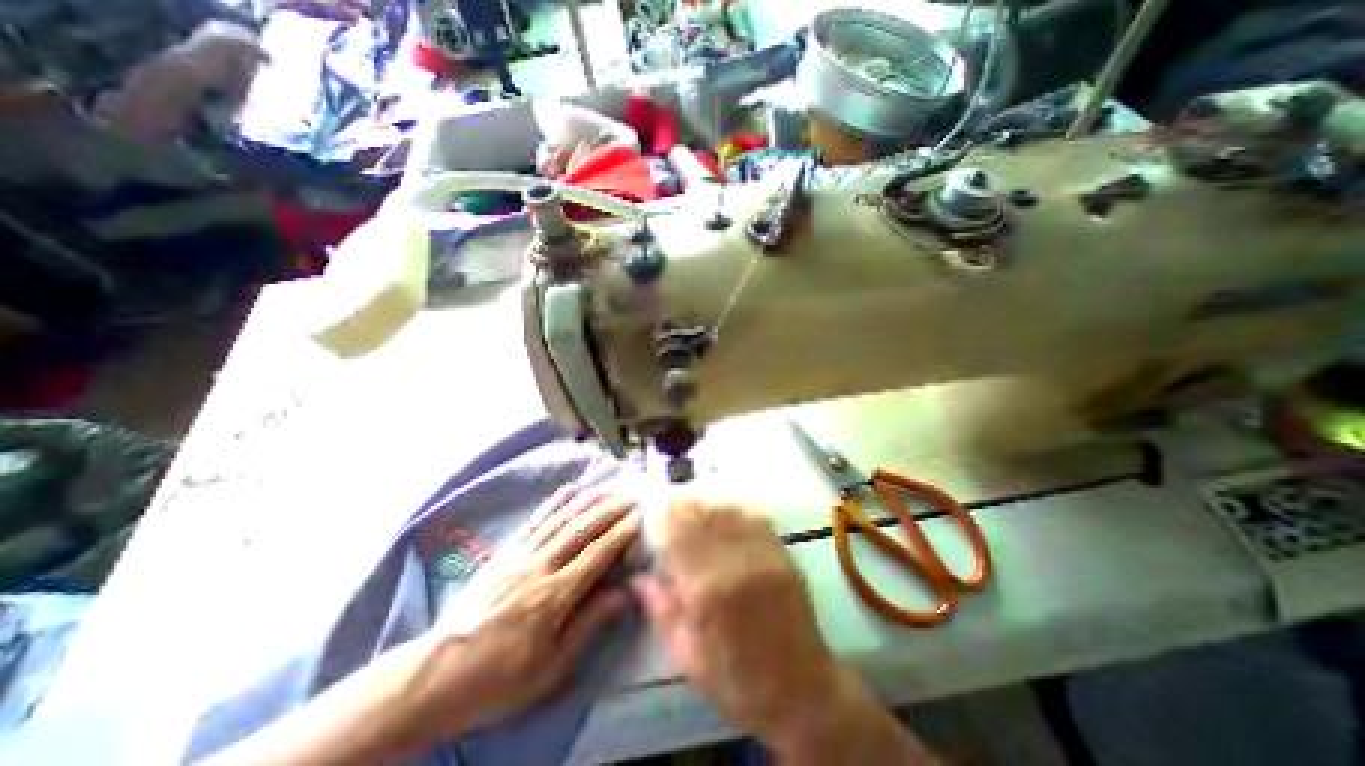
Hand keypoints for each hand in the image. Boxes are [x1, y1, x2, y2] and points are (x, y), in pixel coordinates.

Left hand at [195, 492, 643, 765]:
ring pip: (560, 520)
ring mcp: (518, 556)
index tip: (639, 519)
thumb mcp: (550, 670)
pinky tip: (569, 490)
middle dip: (609, 511)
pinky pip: (535, 521)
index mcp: (551, 598)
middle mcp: (537, 568)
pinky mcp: (505, 552)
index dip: (619, 535)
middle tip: (631, 497)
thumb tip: (623, 594)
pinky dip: (555, 503)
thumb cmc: (499, 680)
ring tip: (609, 488)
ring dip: (588, 501)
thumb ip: (588, 626)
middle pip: (580, 531)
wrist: (436, 676)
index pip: (595, 556)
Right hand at [634, 495, 932, 762]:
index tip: (650, 517)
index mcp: (706, 591)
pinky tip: (722, 513)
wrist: (803, 689)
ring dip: (703, 506)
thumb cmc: (739, 682)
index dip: (660, 521)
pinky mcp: (781, 551)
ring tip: (691, 507)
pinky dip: (731, 509)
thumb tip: (637, 577)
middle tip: (667, 507)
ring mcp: (762, 553)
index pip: (675, 536)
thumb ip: (661, 610)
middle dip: (679, 507)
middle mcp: (734, 562)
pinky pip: (751, 516)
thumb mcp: (689, 657)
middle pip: (699, 516)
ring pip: (724, 510)